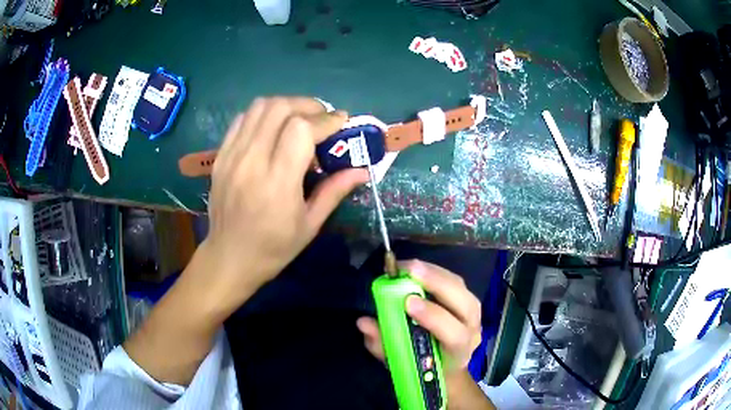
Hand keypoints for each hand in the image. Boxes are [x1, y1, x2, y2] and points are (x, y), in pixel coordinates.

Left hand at [192, 97, 367, 318]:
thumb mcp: (310, 225)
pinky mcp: (220, 156)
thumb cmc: (273, 248)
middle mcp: (251, 162)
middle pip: (279, 109)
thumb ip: (335, 191)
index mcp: (277, 183)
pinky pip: (242, 120)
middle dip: (307, 105)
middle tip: (322, 118)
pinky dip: (263, 115)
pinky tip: (273, 128)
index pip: (301, 130)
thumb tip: (363, 170)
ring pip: (259, 108)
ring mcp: (231, 156)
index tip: (341, 122)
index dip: (325, 120)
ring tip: (299, 119)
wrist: (229, 258)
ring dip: (285, 105)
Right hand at [356, 260, 481, 373]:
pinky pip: (455, 281)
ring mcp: (473, 313)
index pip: (455, 335)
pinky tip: (417, 268)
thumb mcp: (400, 363)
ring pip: (461, 288)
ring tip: (409, 265)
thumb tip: (364, 322)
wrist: (447, 366)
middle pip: (465, 304)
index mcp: (459, 352)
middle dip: (437, 284)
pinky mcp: (467, 299)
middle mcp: (472, 330)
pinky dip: (436, 272)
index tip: (408, 302)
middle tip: (409, 270)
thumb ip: (383, 345)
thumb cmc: (422, 367)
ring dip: (435, 273)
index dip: (434, 317)